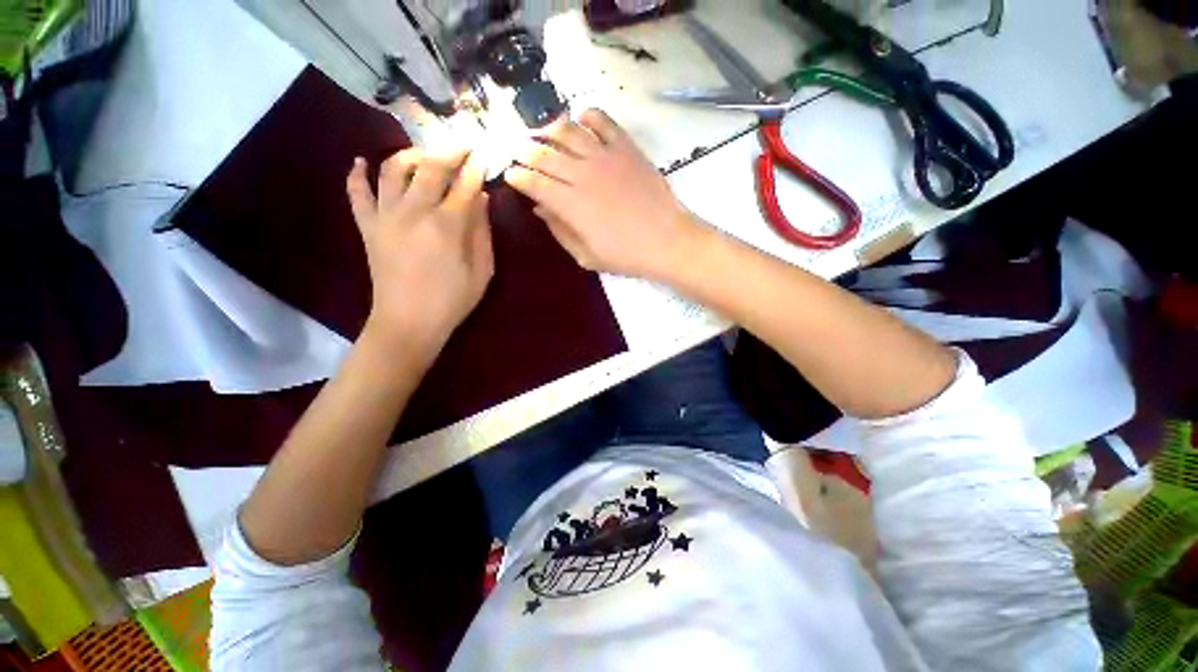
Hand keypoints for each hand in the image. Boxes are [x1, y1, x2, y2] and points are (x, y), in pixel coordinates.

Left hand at [346, 149, 492, 360]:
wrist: (408, 323)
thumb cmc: (453, 301)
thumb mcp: (482, 271)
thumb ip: (483, 233)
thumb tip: (481, 198)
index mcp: (447, 226)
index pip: (464, 185)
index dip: (476, 168)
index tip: (485, 155)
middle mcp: (414, 212)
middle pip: (431, 168)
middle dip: (450, 152)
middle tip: (463, 146)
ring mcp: (386, 217)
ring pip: (393, 169)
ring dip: (411, 155)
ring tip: (425, 155)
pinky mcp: (368, 227)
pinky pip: (357, 193)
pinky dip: (357, 174)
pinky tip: (360, 162)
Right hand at [504, 109, 702, 279]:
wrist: (667, 241)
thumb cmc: (625, 255)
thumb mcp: (586, 256)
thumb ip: (560, 231)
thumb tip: (540, 209)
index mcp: (570, 205)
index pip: (533, 182)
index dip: (516, 177)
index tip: (510, 176)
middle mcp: (582, 174)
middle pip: (543, 153)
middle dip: (524, 151)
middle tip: (519, 153)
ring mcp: (605, 156)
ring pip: (567, 130)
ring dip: (549, 129)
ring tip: (544, 135)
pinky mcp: (626, 147)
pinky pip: (602, 120)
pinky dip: (587, 116)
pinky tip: (581, 122)